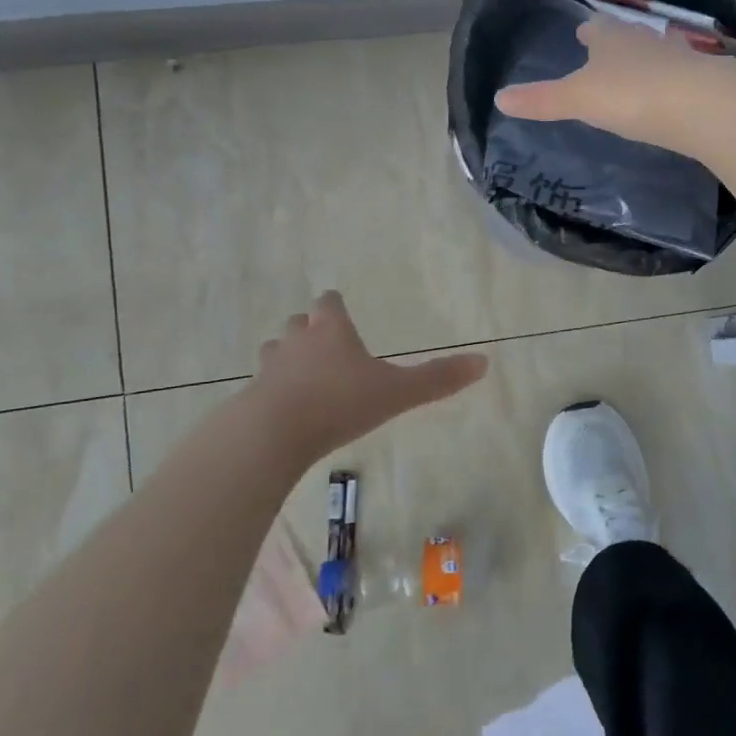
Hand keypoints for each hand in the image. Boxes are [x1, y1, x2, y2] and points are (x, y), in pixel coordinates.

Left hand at [250, 291, 487, 459]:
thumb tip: (484, 362)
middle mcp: (298, 341)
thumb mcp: (397, 393)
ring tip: (301, 373)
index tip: (340, 308)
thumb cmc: (340, 403)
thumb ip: (437, 379)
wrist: (273, 433)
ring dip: (287, 356)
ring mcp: (270, 367)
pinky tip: (284, 408)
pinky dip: (272, 389)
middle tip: (324, 342)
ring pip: (276, 349)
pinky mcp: (252, 396)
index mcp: (332, 330)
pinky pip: (262, 384)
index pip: (329, 302)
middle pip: (299, 322)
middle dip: (310, 328)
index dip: (335, 305)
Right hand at [492, 16, 735, 151]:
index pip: (596, 28)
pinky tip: (671, 94)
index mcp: (611, 38)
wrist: (702, 105)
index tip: (581, 35)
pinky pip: (681, 76)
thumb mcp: (578, 100)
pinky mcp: (703, 81)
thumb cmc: (631, 95)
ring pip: (656, 53)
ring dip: (646, 60)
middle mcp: (645, 40)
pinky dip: (672, 82)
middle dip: (616, 43)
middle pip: (627, 36)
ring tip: (637, 72)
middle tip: (606, 52)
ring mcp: (678, 58)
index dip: (587, 32)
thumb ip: (542, 100)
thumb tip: (499, 97)